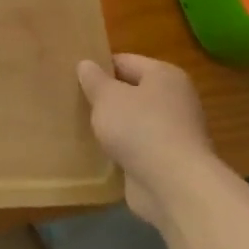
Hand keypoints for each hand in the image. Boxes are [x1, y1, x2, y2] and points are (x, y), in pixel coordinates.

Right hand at [77, 53, 217, 229]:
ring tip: (82, 126)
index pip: (125, 61)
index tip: (73, 77)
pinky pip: (138, 148)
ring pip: (134, 122)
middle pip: (131, 92)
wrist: (174, 186)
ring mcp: (174, 133)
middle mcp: (175, 100)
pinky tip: (98, 153)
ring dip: (113, 126)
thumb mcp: (107, 97)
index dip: (98, 67)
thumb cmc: (140, 128)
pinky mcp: (168, 162)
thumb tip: (86, 64)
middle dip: (105, 98)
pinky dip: (121, 150)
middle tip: (74, 101)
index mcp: (164, 76)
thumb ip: (94, 80)